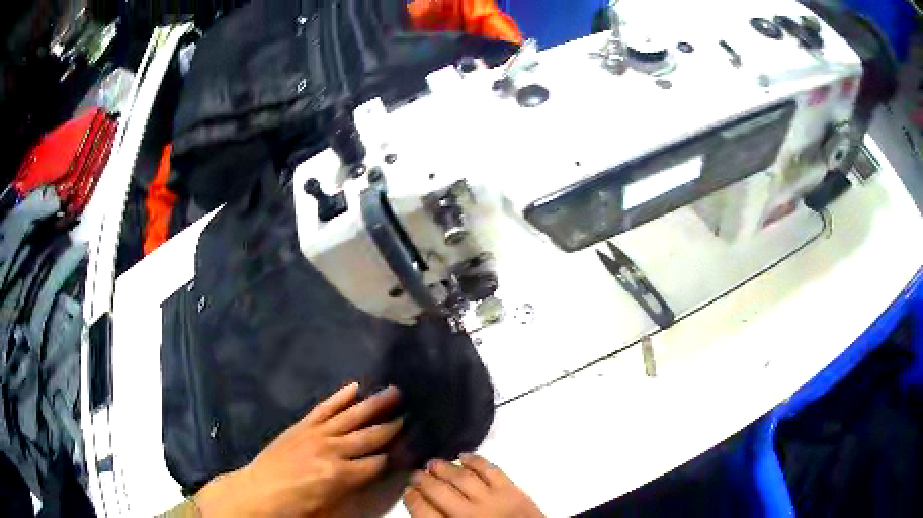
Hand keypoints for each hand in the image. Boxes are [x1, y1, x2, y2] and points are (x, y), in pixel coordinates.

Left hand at [195, 382, 402, 516]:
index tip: (409, 446)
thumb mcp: (330, 508)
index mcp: (341, 475)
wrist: (259, 490)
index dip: (394, 456)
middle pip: (369, 436)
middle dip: (391, 426)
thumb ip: (354, 488)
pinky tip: (354, 387)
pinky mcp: (302, 425)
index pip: (377, 463)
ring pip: (351, 416)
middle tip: (409, 413)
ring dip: (373, 404)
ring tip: (393, 391)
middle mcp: (332, 450)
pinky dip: (339, 397)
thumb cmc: (296, 505)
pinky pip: (324, 408)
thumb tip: (375, 473)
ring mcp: (316, 433)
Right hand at [404, 454, 543, 517]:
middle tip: (417, 474)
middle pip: (438, 491)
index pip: (422, 511)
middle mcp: (468, 515)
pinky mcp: (513, 492)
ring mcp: (492, 502)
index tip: (408, 491)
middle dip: (423, 480)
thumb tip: (424, 508)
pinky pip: (490, 470)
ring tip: (435, 464)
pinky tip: (464, 457)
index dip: (412, 498)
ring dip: (445, 468)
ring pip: (461, 478)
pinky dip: (475, 461)